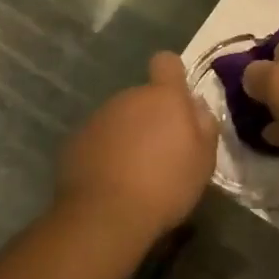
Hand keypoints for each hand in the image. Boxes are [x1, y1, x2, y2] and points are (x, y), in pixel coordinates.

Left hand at [56, 52, 218, 240]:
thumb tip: (195, 106)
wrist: (105, 215)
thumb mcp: (203, 160)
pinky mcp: (75, 140)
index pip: (166, 62)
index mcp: (163, 97)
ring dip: (128, 135)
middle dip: (151, 117)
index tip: (177, 100)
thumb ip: (203, 125)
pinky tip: (111, 181)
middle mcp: (128, 97)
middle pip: (143, 97)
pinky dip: (105, 153)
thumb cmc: (165, 185)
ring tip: (134, 172)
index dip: (172, 75)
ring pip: (120, 118)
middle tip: (161, 152)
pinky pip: (98, 139)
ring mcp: (98, 117)